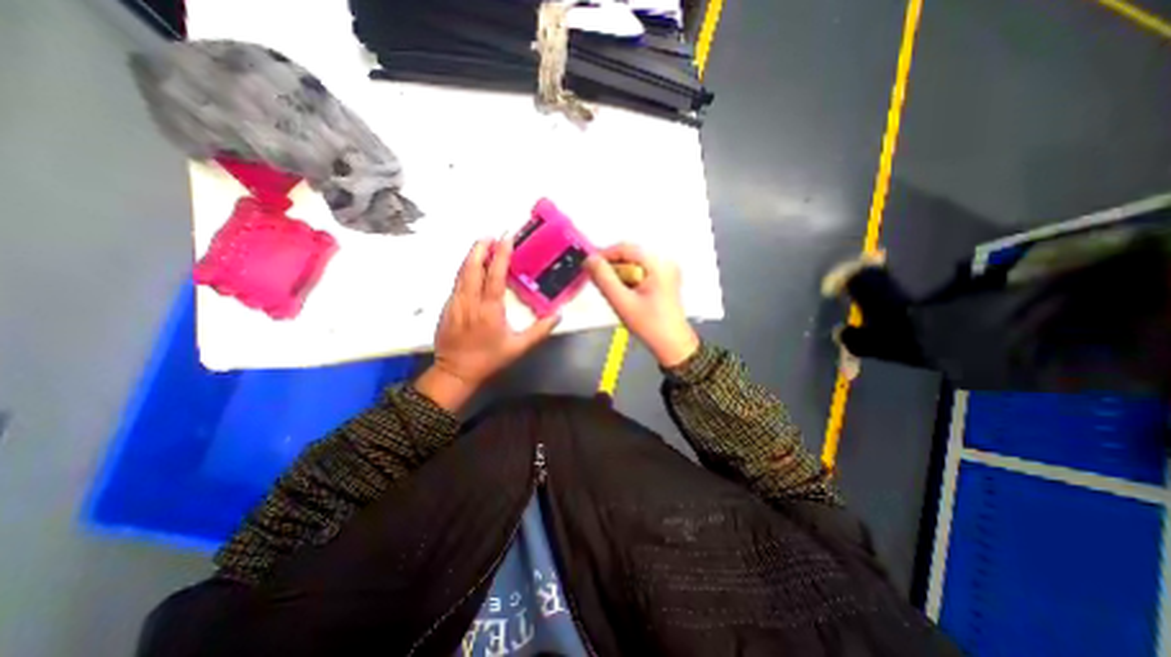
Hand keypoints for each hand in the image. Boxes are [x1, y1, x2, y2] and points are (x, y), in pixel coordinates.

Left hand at [416, 235, 562, 410]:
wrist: (454, 372)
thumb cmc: (489, 359)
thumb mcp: (518, 347)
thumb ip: (539, 331)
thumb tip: (558, 315)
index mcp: (489, 310)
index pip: (494, 275)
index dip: (500, 255)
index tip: (506, 238)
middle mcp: (470, 301)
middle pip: (472, 267)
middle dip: (481, 248)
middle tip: (491, 235)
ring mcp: (455, 302)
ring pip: (462, 272)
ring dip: (472, 256)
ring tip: (482, 244)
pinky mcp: (447, 306)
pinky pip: (457, 282)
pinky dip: (466, 269)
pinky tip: (472, 267)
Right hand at [583, 243, 693, 369]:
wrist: (672, 345)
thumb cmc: (650, 325)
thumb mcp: (622, 302)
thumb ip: (604, 279)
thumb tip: (589, 260)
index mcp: (659, 264)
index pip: (625, 248)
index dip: (604, 254)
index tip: (588, 266)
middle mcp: (665, 262)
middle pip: (630, 255)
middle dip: (612, 267)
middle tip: (598, 282)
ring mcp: (666, 271)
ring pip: (633, 265)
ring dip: (619, 275)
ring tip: (613, 293)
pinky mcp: (663, 280)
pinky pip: (640, 272)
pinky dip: (628, 280)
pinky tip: (624, 295)